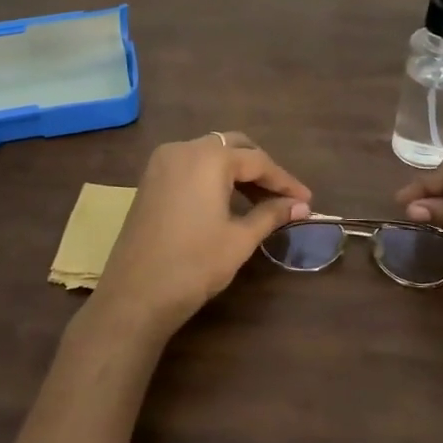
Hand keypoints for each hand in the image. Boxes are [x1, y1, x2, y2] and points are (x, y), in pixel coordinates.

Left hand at [91, 133, 311, 343]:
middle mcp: (183, 149)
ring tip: (261, 201)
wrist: (135, 295)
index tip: (307, 200)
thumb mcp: (239, 239)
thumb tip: (301, 205)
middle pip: (233, 147)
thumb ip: (271, 214)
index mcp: (208, 158)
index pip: (257, 161)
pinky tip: (228, 201)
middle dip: (260, 169)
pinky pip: (191, 166)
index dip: (285, 181)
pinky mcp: (150, 181)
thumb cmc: (194, 265)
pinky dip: (213, 177)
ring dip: (237, 172)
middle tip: (284, 196)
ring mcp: (162, 163)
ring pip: (210, 154)